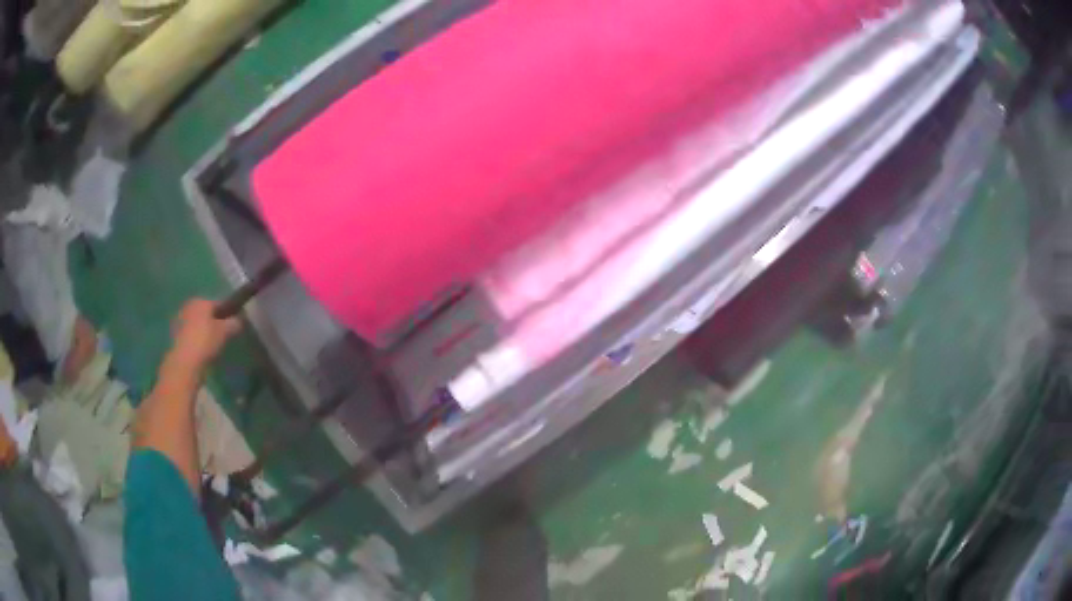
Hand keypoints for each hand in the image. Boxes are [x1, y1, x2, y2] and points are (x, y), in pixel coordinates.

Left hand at [169, 299, 240, 371]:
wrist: (185, 363)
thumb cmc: (206, 342)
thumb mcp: (226, 331)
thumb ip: (235, 323)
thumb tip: (239, 320)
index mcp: (201, 301)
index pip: (219, 303)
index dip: (229, 313)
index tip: (235, 324)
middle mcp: (189, 306)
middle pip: (207, 312)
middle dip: (215, 321)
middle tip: (224, 335)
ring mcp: (180, 320)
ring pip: (198, 323)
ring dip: (205, 330)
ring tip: (214, 344)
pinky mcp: (175, 335)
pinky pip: (191, 334)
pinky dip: (197, 338)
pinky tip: (203, 349)